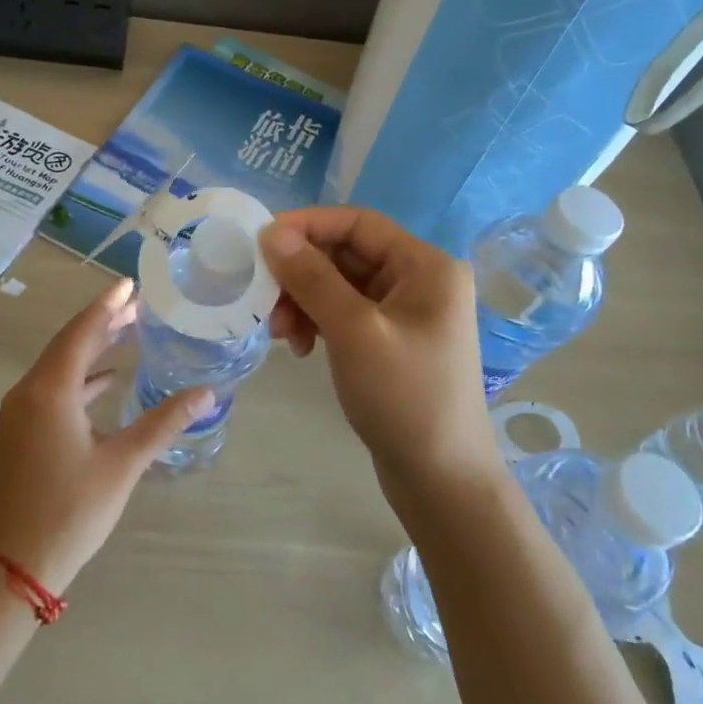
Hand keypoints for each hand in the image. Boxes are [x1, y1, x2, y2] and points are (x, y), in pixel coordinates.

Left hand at [0, 277, 210, 594]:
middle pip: (69, 342)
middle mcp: (29, 391)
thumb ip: (163, 423)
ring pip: (59, 364)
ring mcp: (20, 411)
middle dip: (103, 321)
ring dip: (92, 347)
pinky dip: (81, 376)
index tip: (131, 284)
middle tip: (139, 303)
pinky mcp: (21, 429)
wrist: (15, 564)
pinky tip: (107, 380)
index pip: (82, 332)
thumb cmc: (71, 510)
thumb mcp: (123, 464)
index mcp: (50, 391)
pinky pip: (53, 386)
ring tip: (128, 331)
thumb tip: (206, 393)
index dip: (108, 305)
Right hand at [260, 206, 500, 500]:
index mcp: (425, 266)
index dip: (307, 225)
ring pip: (339, 284)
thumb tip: (271, 233)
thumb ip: (312, 278)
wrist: (441, 480)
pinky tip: (299, 347)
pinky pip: (344, 313)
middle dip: (301, 273)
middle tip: (264, 299)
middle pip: (346, 253)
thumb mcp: (354, 332)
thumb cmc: (404, 397)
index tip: (261, 242)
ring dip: (303, 301)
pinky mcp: (389, 340)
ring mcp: (405, 312)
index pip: (358, 222)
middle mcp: (419, 280)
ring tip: (280, 334)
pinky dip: (317, 322)